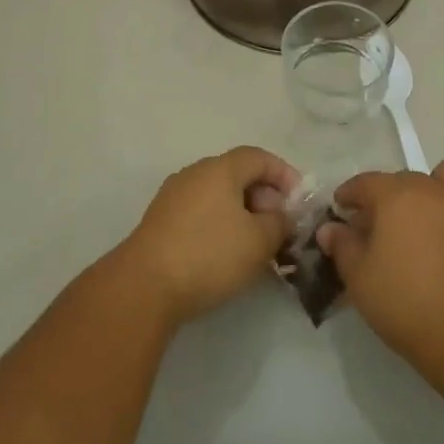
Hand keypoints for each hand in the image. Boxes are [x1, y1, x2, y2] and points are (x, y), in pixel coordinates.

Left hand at [115, 146, 299, 325]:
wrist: (144, 285)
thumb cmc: (209, 254)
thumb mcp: (259, 241)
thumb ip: (279, 223)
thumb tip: (281, 216)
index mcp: (220, 168)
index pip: (259, 157)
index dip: (284, 174)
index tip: (299, 200)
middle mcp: (195, 173)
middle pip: (238, 174)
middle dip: (264, 196)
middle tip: (280, 225)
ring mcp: (174, 196)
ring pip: (218, 195)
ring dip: (242, 212)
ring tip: (256, 243)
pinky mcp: (160, 221)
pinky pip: (200, 211)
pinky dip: (220, 223)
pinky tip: (226, 253)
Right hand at [317, 157, 443, 374]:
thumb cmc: (406, 304)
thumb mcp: (359, 279)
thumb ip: (342, 246)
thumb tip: (330, 228)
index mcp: (396, 196)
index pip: (365, 182)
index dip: (349, 194)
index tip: (340, 208)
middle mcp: (432, 188)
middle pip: (403, 179)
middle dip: (386, 196)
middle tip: (377, 227)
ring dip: (434, 185)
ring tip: (425, 213)